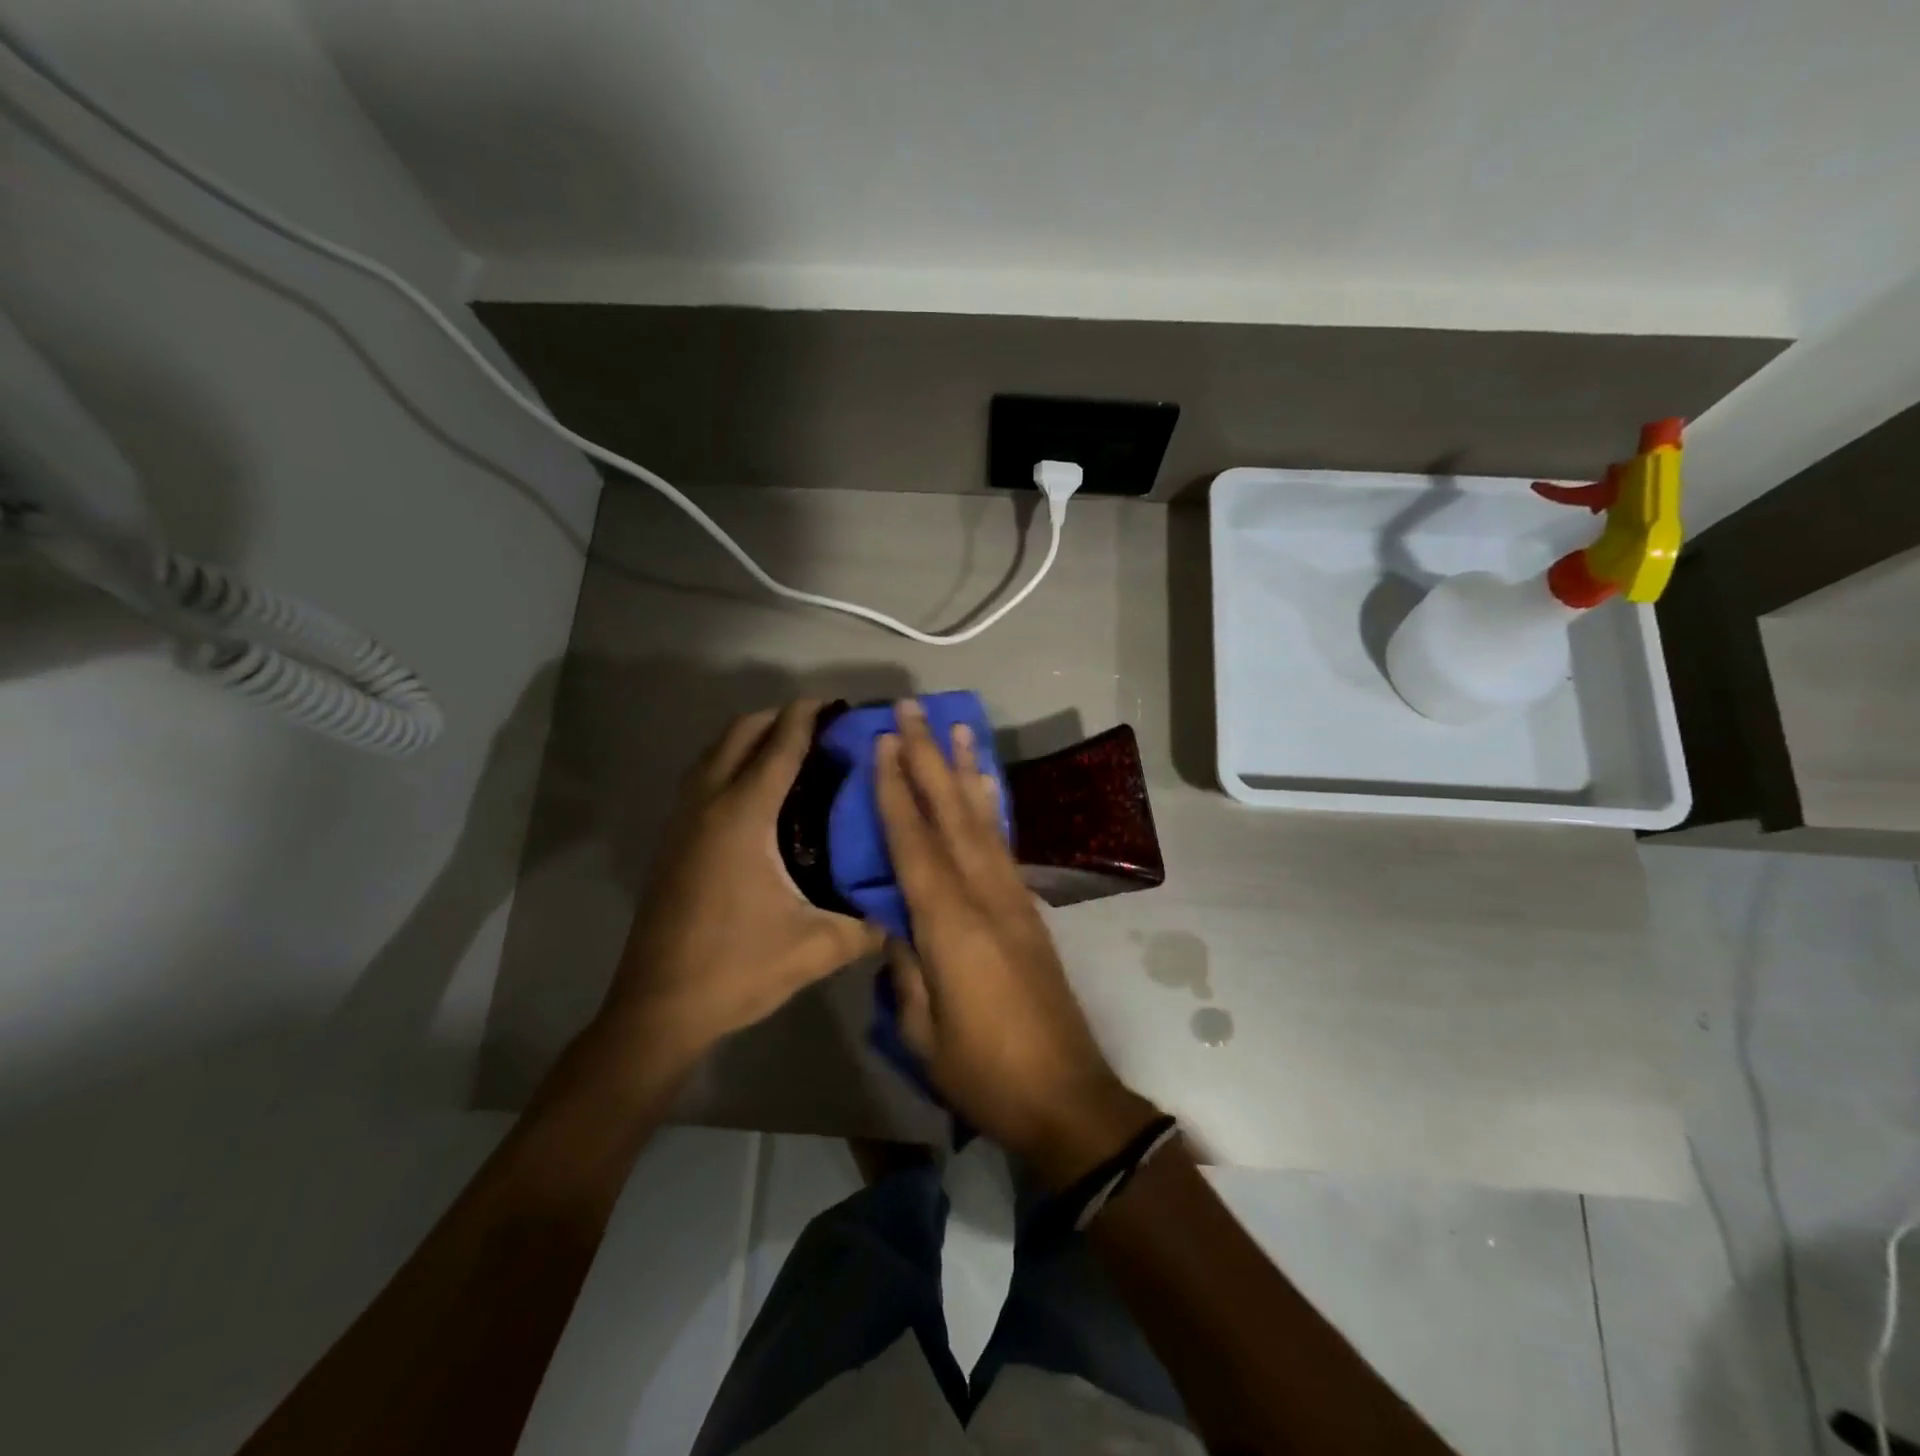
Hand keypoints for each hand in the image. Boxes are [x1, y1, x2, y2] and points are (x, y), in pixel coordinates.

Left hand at [604, 700, 882, 1066]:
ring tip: (794, 751)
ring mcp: (683, 820)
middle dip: (780, 717)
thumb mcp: (816, 949)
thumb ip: (868, 926)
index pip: (780, 746)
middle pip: (741, 733)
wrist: (658, 1008)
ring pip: (715, 751)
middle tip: (823, 728)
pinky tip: (759, 793)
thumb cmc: (737, 970)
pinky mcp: (673, 840)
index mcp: (743, 818)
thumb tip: (908, 909)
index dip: (808, 717)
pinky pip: (704, 776)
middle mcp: (708, 805)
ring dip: (752, 737)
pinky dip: (732, 762)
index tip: (838, 704)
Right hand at [875, 700, 1156, 1186]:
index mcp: (951, 926)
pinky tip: (985, 786)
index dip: (895, 791)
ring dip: (966, 770)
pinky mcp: (1029, 909)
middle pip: (951, 814)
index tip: (882, 744)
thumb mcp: (923, 1031)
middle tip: (913, 710)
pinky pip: (1004, 844)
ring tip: (958, 727)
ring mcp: (1013, 899)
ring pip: (983, 820)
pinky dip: (992, 807)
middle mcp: (986, 897)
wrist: (1066, 1096)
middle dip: (929, 758)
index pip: (914, 844)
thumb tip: (892, 923)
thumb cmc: (984, 1072)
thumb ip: (905, 968)